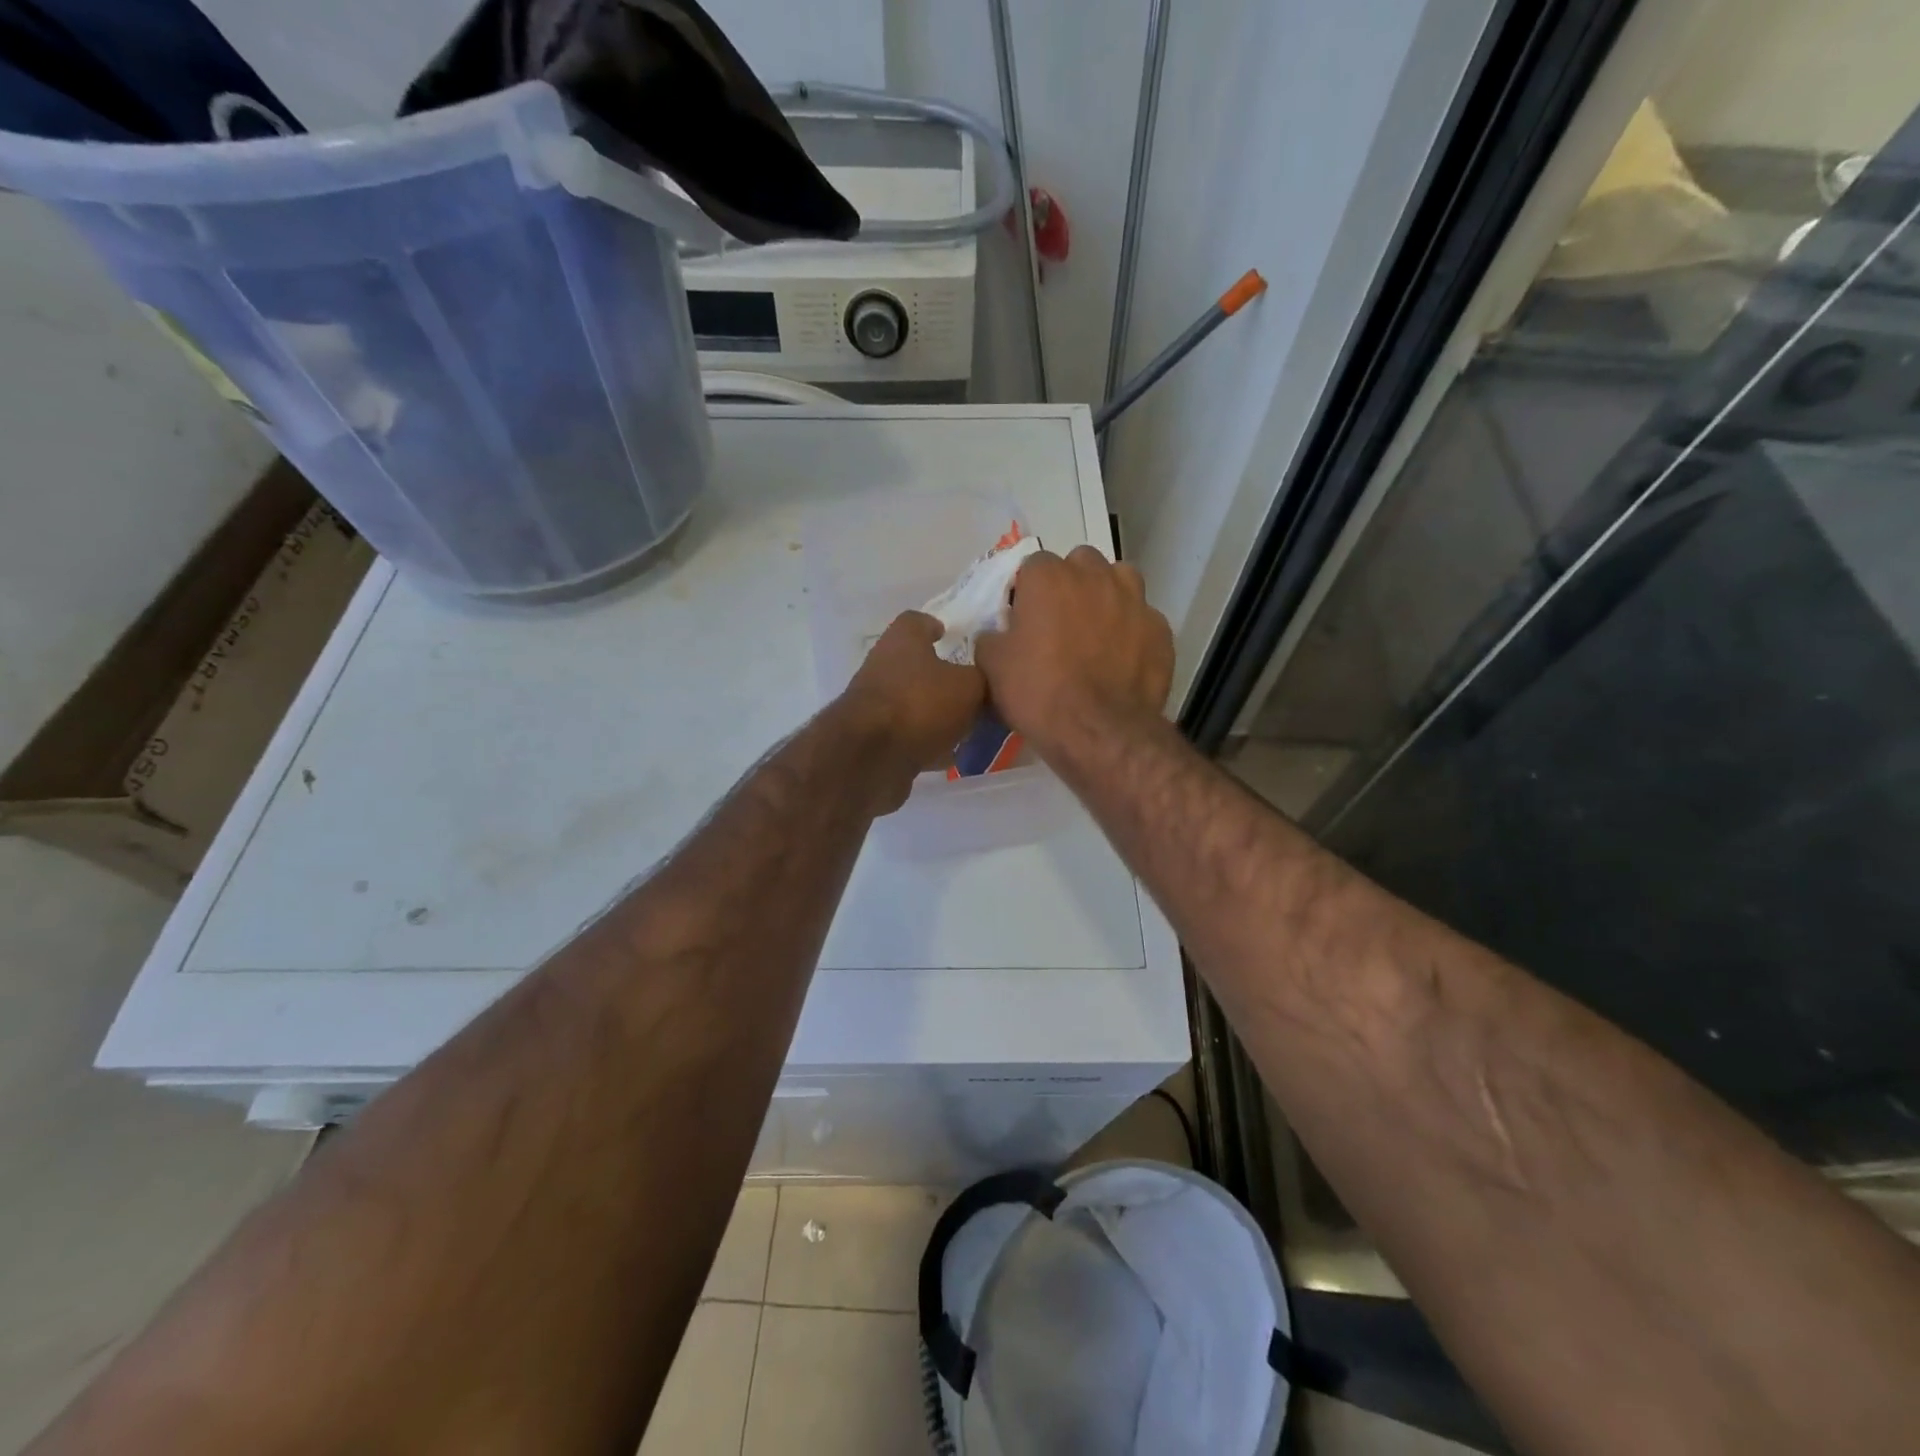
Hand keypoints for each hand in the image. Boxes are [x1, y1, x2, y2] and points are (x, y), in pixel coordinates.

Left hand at [833, 610, 986, 808]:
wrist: (870, 757)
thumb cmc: (921, 704)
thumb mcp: (970, 686)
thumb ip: (983, 679)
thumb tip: (985, 680)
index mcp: (902, 641)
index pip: (916, 621)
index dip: (935, 627)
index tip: (952, 637)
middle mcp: (883, 667)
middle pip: (916, 665)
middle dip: (942, 677)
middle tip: (973, 690)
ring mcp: (875, 705)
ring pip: (913, 703)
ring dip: (936, 714)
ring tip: (968, 727)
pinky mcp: (874, 740)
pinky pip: (908, 736)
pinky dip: (927, 743)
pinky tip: (951, 756)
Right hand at [975, 546, 1173, 757]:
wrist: (1099, 732)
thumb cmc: (1039, 693)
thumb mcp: (992, 667)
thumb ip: (991, 638)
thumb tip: (997, 634)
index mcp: (1048, 577)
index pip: (1033, 566)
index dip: (1028, 592)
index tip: (1025, 620)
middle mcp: (1095, 575)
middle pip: (1081, 565)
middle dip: (1071, 585)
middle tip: (1060, 624)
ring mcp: (1134, 600)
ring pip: (1120, 581)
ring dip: (1107, 597)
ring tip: (1097, 633)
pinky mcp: (1161, 630)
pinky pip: (1143, 620)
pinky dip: (1133, 632)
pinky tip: (1124, 660)